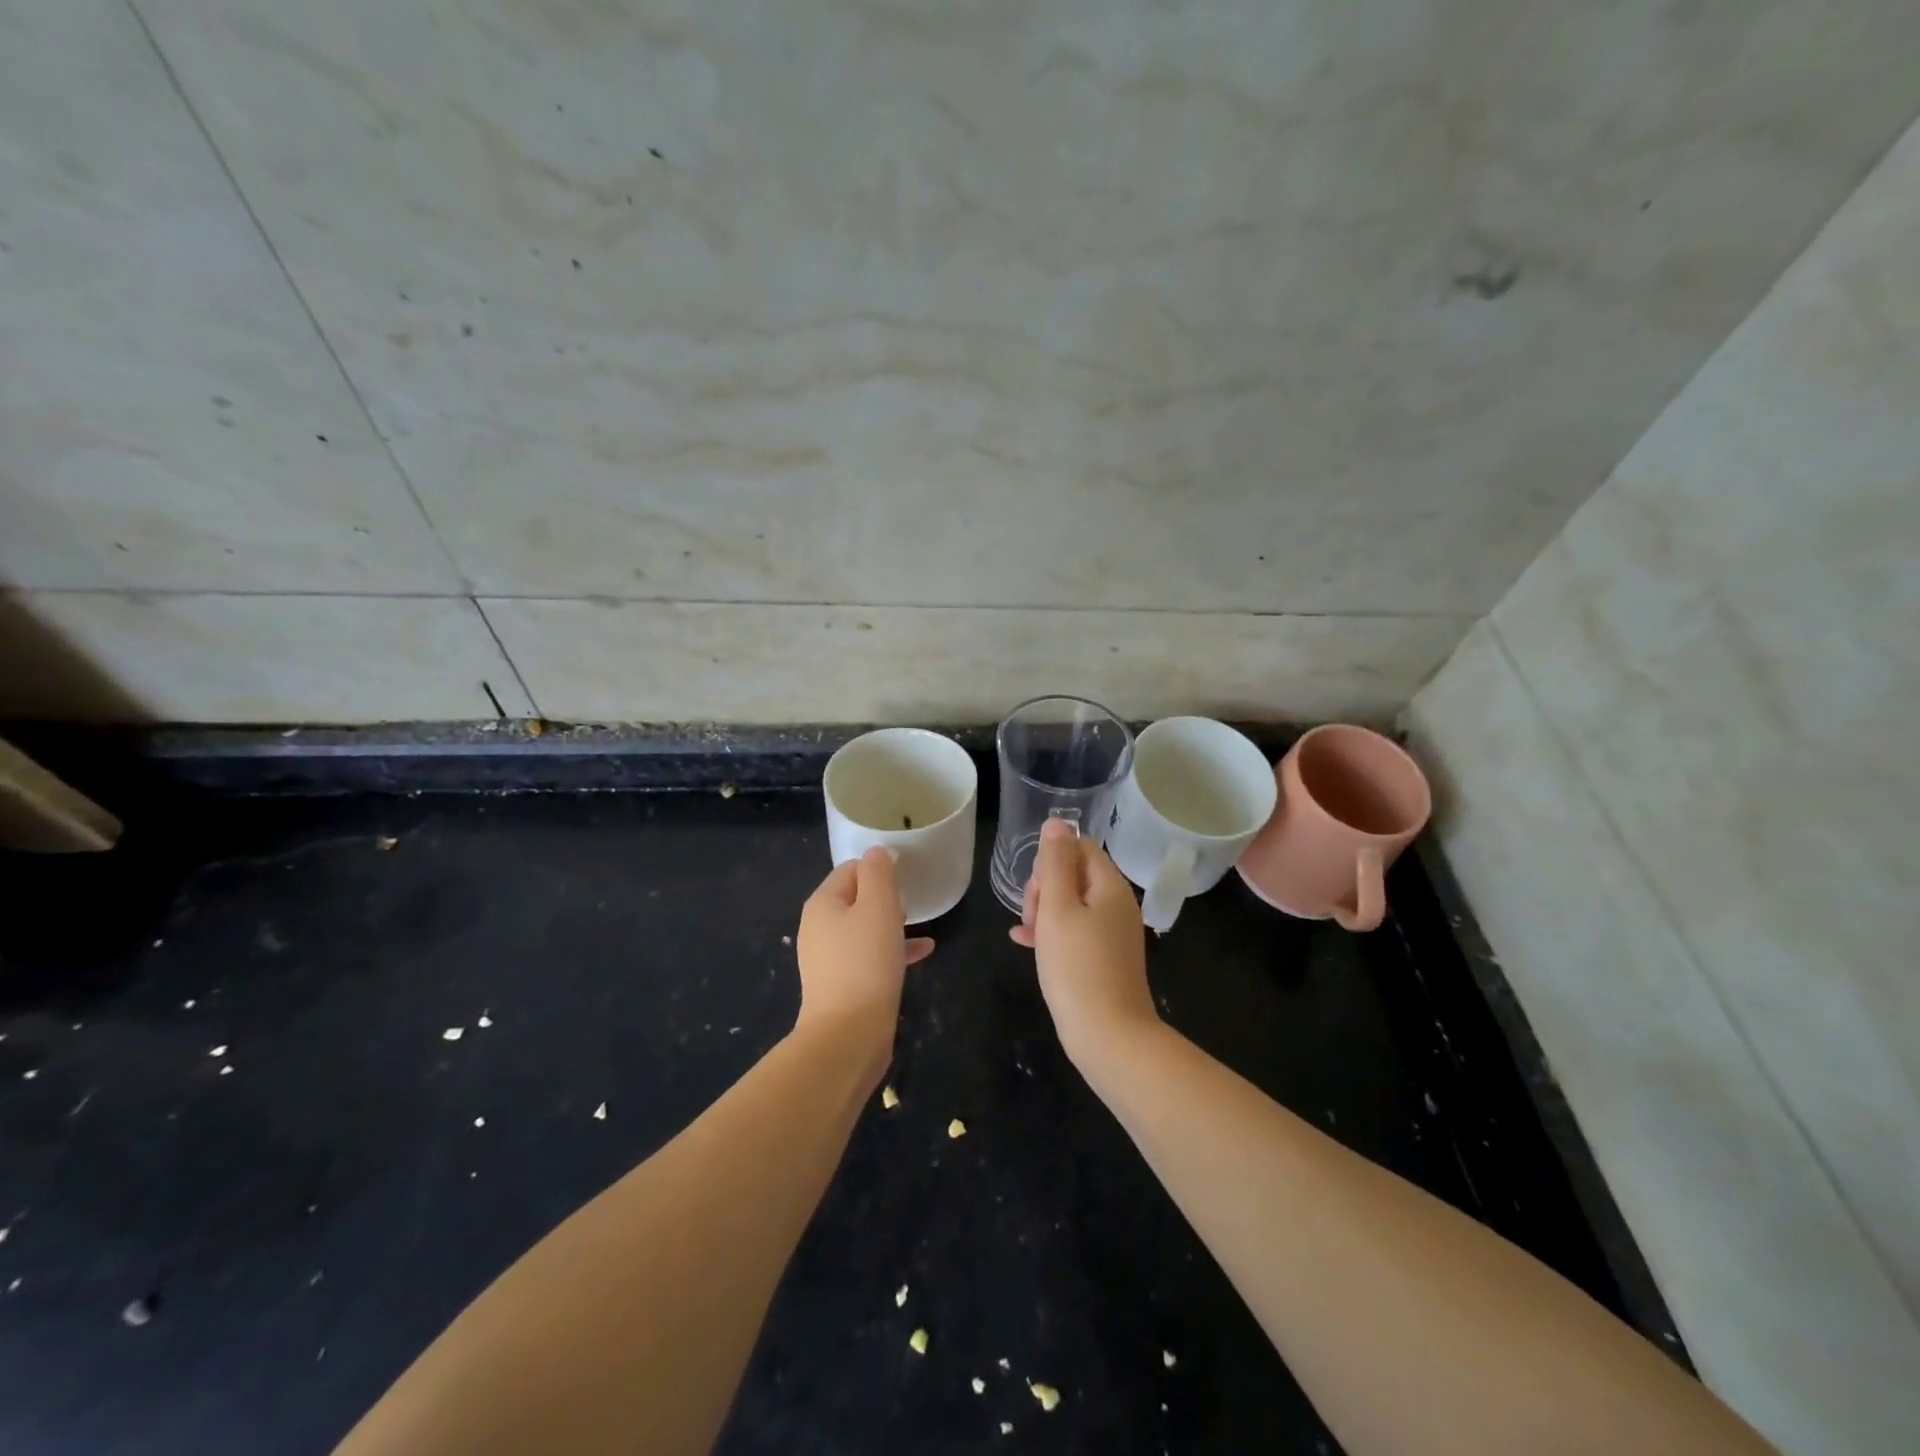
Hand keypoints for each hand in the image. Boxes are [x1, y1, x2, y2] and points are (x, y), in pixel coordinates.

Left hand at [795, 849, 934, 1048]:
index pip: (850, 869)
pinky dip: (892, 950)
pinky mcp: (842, 984)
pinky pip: (870, 956)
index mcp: (822, 904)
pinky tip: (923, 952)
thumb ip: (878, 874)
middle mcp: (819, 928)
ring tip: (919, 923)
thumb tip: (877, 852)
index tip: (906, 874)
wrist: (848, 1035)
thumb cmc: (865, 962)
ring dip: (891, 923)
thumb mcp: (878, 907)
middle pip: (855, 898)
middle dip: (884, 896)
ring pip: (864, 928)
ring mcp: (829, 959)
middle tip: (912, 899)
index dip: (878, 867)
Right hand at [1010, 818, 1158, 1063]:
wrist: (1109, 1037)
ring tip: (1026, 934)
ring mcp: (1113, 932)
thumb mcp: (1058, 909)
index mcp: (1110, 886)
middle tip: (1031, 918)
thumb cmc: (1077, 968)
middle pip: (1075, 873)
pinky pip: (1074, 930)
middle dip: (1045, 887)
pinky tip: (1025, 944)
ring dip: (1044, 911)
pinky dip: (1051, 932)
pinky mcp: (1104, 957)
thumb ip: (1055, 863)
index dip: (1051, 861)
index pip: (1080, 846)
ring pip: (1071, 903)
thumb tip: (1057, 822)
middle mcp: (1117, 904)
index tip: (1036, 891)